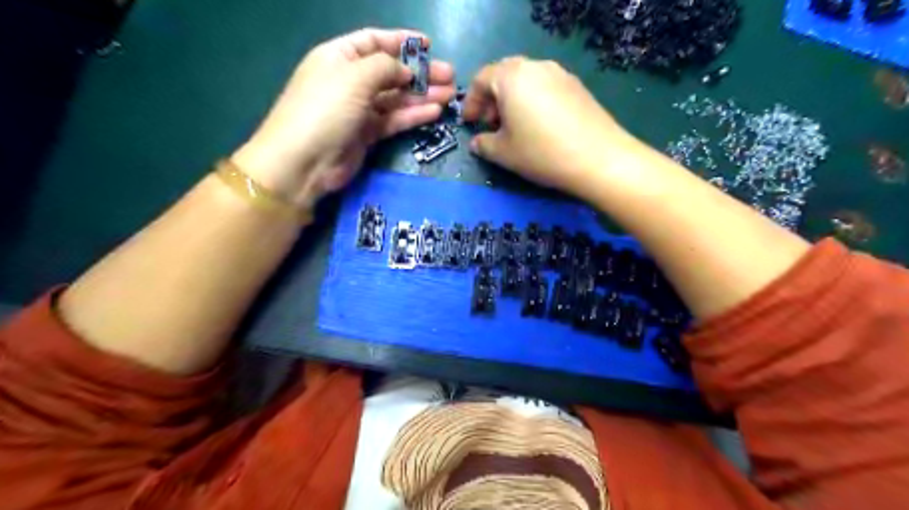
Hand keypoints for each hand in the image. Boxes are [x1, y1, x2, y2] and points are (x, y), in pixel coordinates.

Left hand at [231, 27, 454, 208]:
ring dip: (422, 95)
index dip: (401, 41)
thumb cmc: (326, 109)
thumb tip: (405, 70)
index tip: (428, 45)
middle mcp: (350, 81)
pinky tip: (434, 112)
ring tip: (450, 95)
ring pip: (396, 98)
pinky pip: (394, 120)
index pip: (374, 41)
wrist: (304, 162)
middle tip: (449, 76)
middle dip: (420, 72)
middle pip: (390, 71)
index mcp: (340, 57)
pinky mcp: (367, 134)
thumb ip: (384, 66)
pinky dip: (413, 115)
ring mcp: (359, 109)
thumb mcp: (354, 77)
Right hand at [463, 55, 644, 197]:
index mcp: (512, 77)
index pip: (481, 79)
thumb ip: (483, 144)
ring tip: (513, 127)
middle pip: (504, 75)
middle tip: (490, 124)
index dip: (471, 102)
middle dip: (492, 99)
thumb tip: (477, 142)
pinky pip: (545, 87)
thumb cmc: (541, 153)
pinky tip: (538, 126)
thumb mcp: (503, 153)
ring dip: (513, 100)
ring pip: (527, 80)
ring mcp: (560, 74)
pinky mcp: (577, 86)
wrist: (598, 158)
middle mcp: (536, 66)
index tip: (469, 123)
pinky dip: (533, 101)